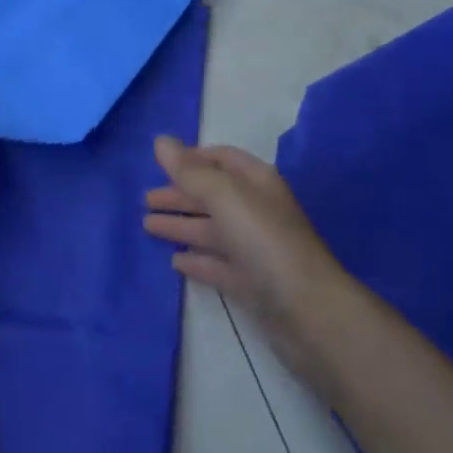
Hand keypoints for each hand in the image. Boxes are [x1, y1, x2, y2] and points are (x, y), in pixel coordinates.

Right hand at [143, 137, 351, 387]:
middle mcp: (256, 211)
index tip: (160, 164)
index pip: (221, 159)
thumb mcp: (225, 197)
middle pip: (212, 195)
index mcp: (256, 182)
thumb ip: (190, 171)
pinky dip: (197, 260)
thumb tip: (160, 140)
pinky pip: (217, 265)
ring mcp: (254, 249)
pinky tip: (175, 262)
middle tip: (144, 200)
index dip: (191, 159)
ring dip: (181, 226)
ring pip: (211, 231)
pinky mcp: (251, 285)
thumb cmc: (265, 241)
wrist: (308, 312)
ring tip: (147, 226)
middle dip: (180, 194)